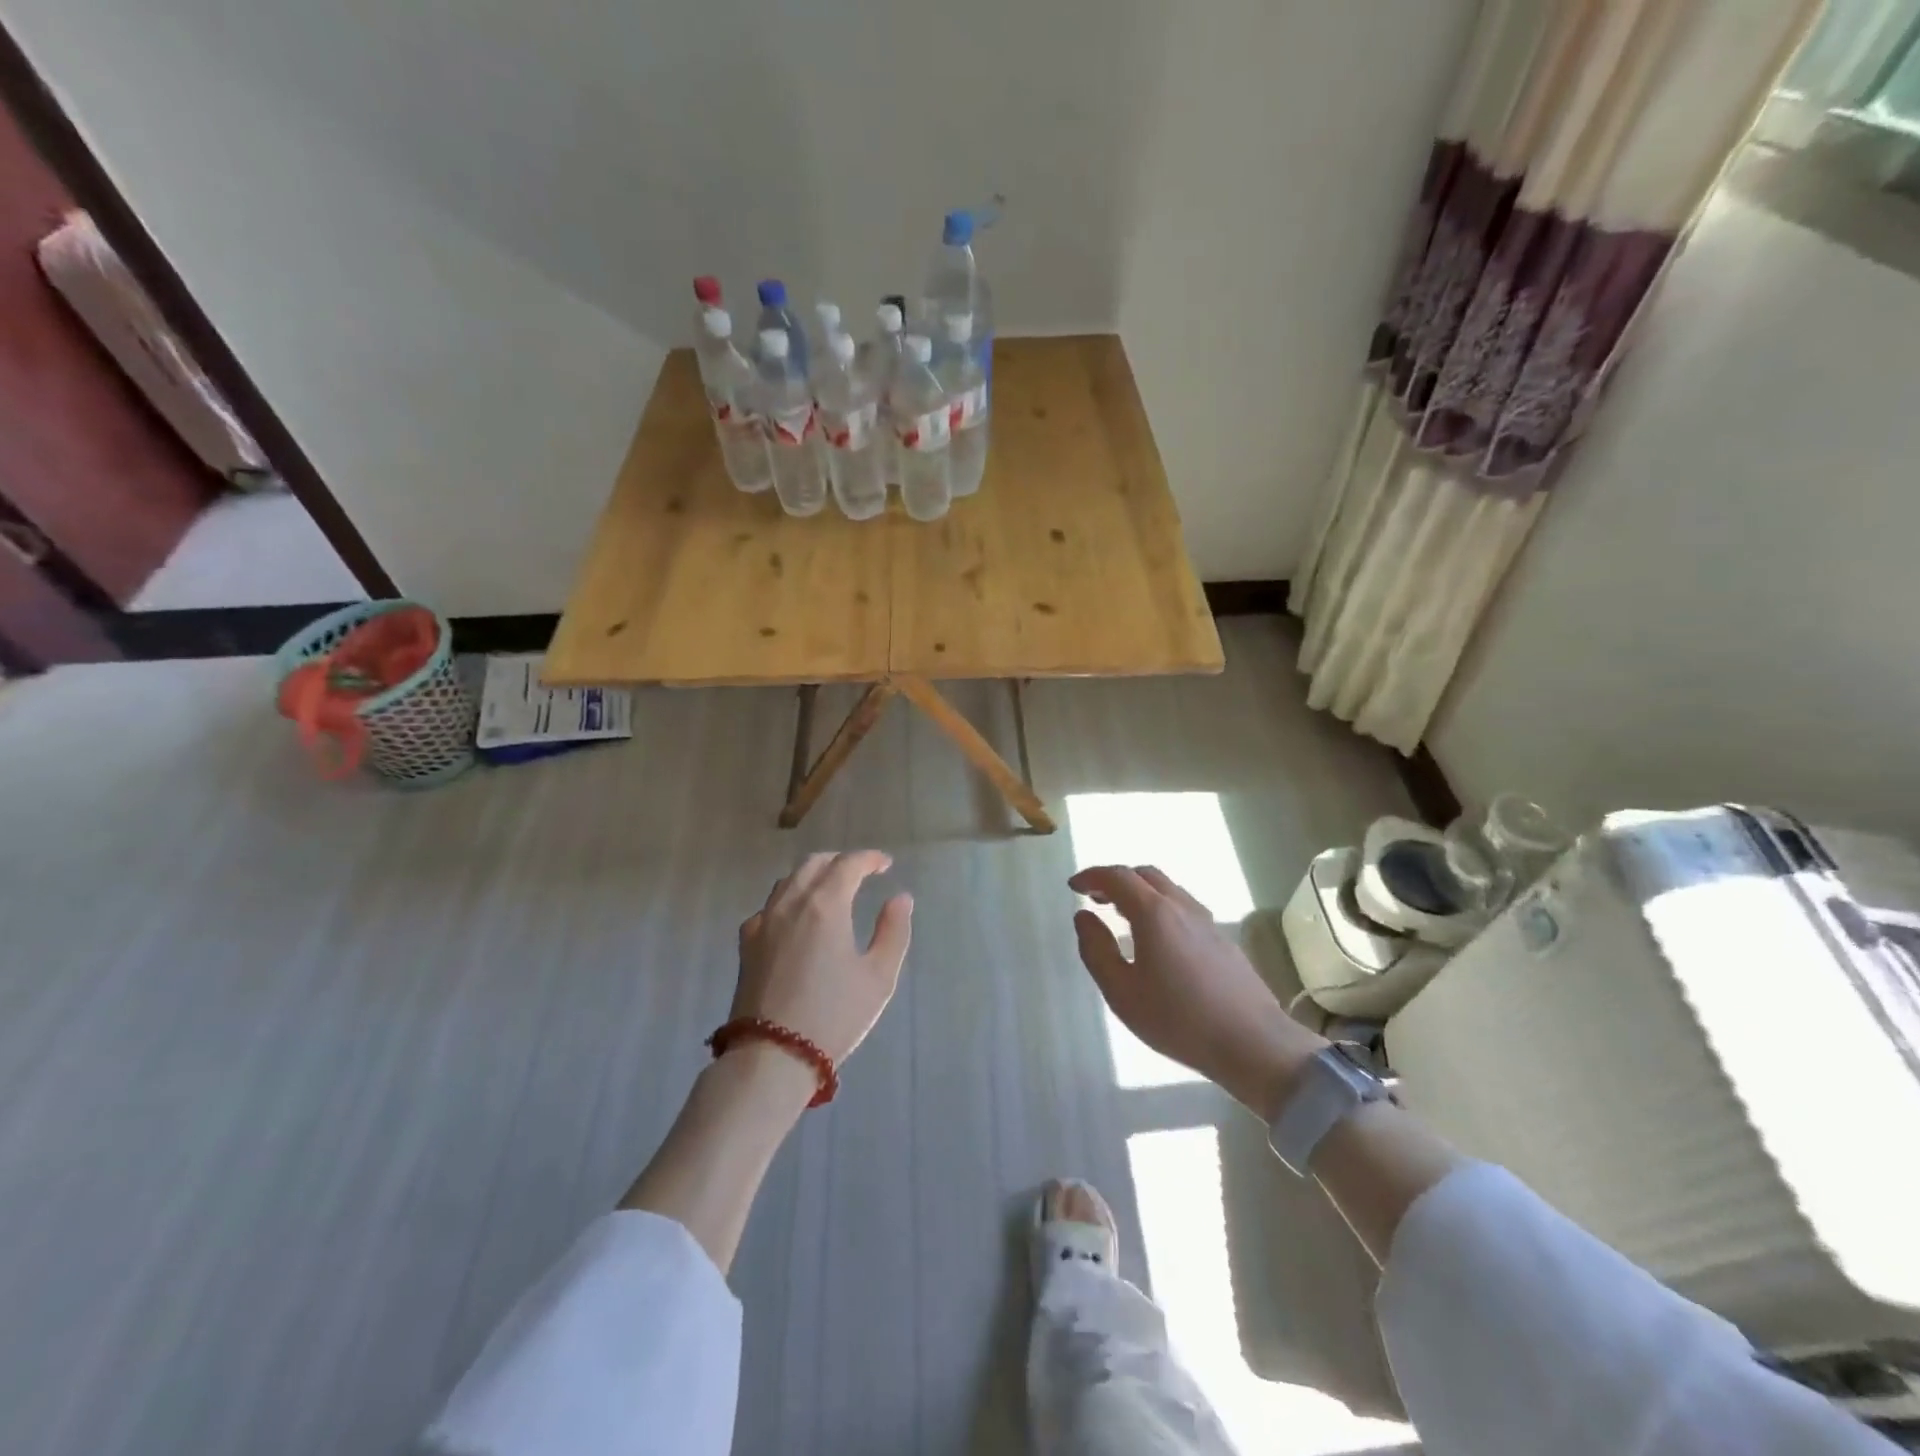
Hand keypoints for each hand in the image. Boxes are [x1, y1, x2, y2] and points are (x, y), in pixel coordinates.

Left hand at [732, 851, 914, 1066]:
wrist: (771, 1055)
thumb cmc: (833, 1015)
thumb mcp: (878, 977)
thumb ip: (893, 931)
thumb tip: (900, 898)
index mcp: (825, 905)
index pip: (848, 864)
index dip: (869, 859)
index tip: (885, 864)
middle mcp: (791, 903)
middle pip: (814, 863)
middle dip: (840, 862)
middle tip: (861, 873)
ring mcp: (763, 921)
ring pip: (789, 881)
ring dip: (813, 875)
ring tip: (831, 890)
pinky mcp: (746, 943)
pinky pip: (770, 905)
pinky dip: (789, 899)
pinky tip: (797, 919)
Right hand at [1069, 865, 1324, 1117]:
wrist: (1253, 1043)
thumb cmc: (1178, 1020)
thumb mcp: (1122, 993)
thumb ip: (1096, 950)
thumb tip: (1083, 917)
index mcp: (1154, 913)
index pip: (1118, 877)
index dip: (1092, 876)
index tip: (1073, 886)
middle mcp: (1181, 906)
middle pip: (1145, 875)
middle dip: (1116, 879)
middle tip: (1095, 898)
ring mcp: (1206, 921)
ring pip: (1167, 888)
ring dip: (1139, 891)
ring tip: (1122, 915)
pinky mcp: (1222, 938)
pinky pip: (1183, 906)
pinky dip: (1159, 906)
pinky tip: (1156, 937)